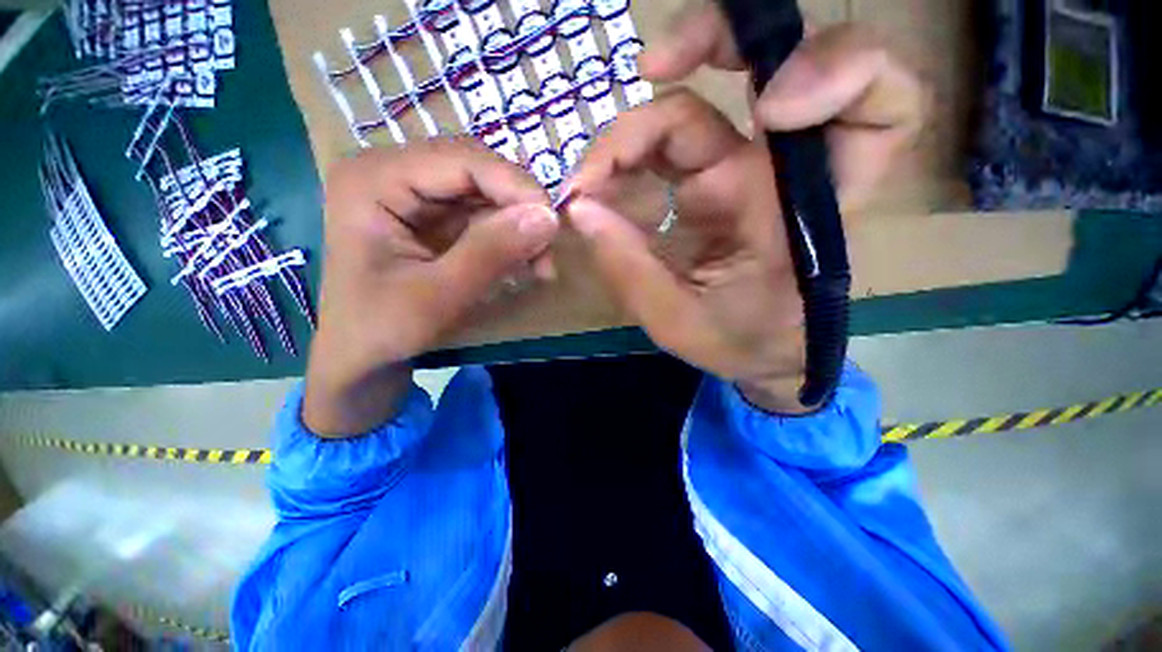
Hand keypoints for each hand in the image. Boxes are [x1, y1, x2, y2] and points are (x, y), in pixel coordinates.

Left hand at [304, 139, 556, 435]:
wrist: (361, 357)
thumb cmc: (382, 330)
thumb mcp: (438, 296)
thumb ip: (491, 253)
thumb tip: (549, 218)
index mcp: (375, 179)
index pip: (461, 159)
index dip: (515, 185)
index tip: (552, 224)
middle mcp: (394, 173)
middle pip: (477, 172)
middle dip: (520, 209)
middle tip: (548, 251)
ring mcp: (415, 195)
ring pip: (486, 194)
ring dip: (519, 227)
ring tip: (540, 265)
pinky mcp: (433, 218)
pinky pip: (483, 216)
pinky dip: (509, 239)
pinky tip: (523, 264)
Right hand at [567, 14, 926, 412]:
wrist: (751, 356)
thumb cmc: (739, 345)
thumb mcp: (680, 322)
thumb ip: (631, 272)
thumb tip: (581, 211)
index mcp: (801, 210)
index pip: (875, 108)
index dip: (840, 70)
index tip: (769, 103)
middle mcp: (774, 175)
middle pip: (764, 70)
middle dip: (708, 43)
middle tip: (648, 67)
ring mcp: (736, 173)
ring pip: (690, 111)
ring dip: (632, 132)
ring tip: (588, 181)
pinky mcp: (703, 185)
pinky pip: (664, 148)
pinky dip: (624, 158)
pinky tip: (596, 188)